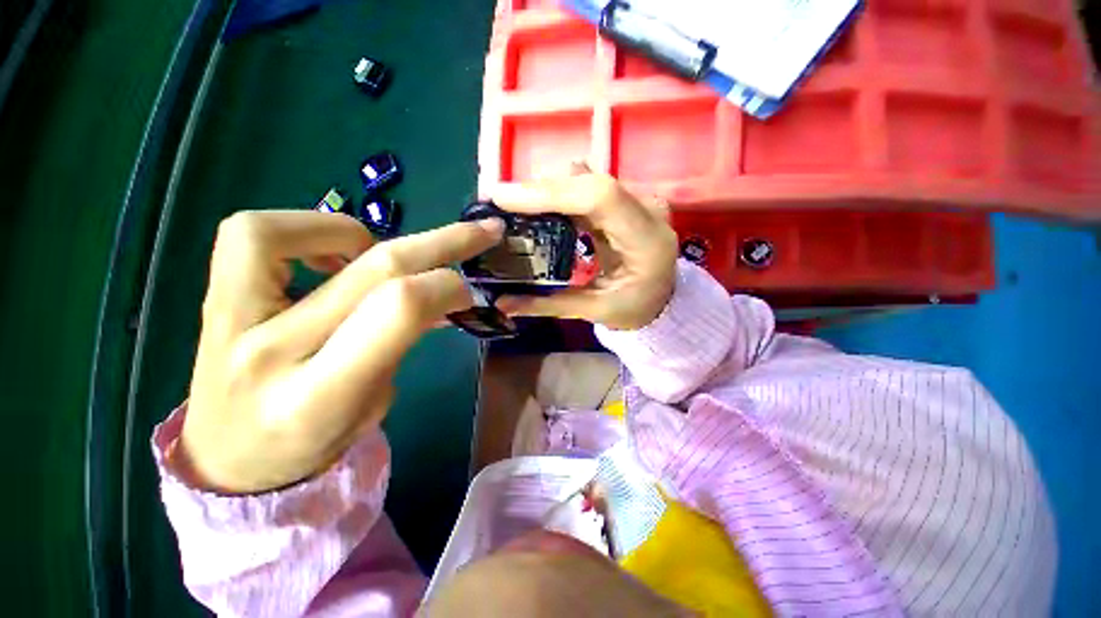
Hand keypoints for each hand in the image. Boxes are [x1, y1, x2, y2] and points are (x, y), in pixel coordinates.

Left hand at [177, 210, 503, 493]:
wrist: (229, 460)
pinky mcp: (214, 298)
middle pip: (375, 268)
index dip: (445, 286)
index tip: (465, 292)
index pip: (399, 309)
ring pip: (303, 233)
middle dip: (444, 242)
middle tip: (480, 231)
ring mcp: (229, 320)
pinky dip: (307, 227)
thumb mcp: (376, 404)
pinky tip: (331, 254)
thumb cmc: (312, 442)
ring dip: (365, 232)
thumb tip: (437, 293)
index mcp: (322, 395)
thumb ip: (403, 342)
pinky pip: (254, 233)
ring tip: (378, 253)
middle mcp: (273, 352)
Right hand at [491, 169, 677, 329]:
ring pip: (588, 180)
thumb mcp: (596, 311)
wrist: (664, 300)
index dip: (551, 193)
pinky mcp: (627, 200)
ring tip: (513, 202)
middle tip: (500, 199)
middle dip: (541, 190)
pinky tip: (538, 204)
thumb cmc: (636, 310)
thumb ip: (549, 305)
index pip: (600, 199)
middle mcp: (648, 210)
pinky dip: (560, 194)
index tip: (505, 199)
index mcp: (647, 241)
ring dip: (548, 189)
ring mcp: (640, 200)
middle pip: (590, 183)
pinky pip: (589, 187)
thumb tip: (501, 303)